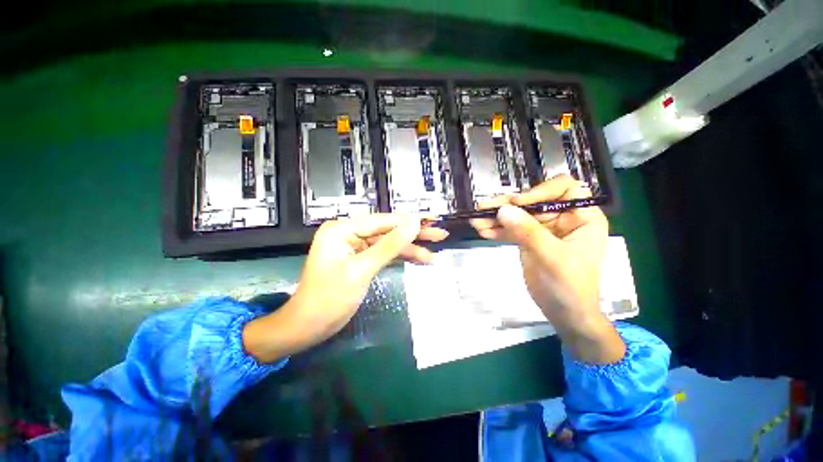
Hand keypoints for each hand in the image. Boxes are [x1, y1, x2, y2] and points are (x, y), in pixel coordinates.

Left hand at [243, 214, 447, 361]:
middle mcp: (349, 233)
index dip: (408, 222)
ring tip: (433, 254)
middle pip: (387, 230)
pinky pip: (384, 254)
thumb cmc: (329, 298)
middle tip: (439, 234)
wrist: (308, 327)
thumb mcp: (362, 270)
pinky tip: (418, 259)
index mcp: (343, 229)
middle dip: (413, 234)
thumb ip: (389, 245)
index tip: (432, 221)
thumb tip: (413, 223)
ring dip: (410, 249)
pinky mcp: (360, 258)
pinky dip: (400, 257)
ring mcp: (355, 246)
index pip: (382, 221)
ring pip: (388, 243)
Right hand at [470, 175, 623, 363]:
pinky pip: (511, 229)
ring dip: (496, 218)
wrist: (564, 313)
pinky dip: (497, 230)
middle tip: (484, 208)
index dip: (540, 191)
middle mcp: (562, 218)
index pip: (563, 189)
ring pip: (518, 215)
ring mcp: (543, 229)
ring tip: (476, 221)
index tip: (517, 203)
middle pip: (532, 202)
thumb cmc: (570, 286)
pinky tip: (482, 230)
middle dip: (507, 205)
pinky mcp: (528, 239)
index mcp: (581, 217)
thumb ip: (529, 232)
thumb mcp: (552, 257)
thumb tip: (503, 210)